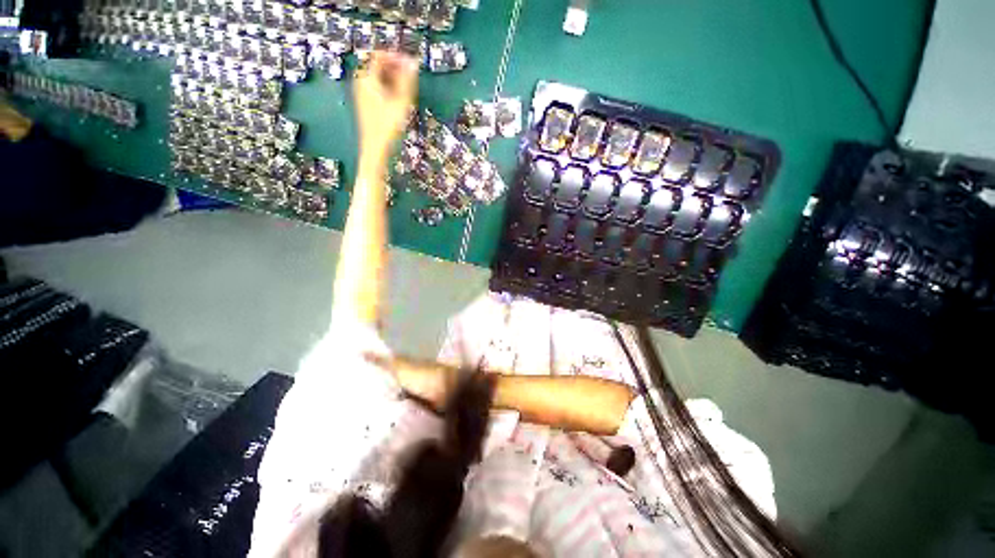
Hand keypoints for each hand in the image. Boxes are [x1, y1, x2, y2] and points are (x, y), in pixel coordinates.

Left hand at [353, 51, 418, 166]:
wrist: (375, 148)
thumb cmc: (388, 126)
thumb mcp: (401, 102)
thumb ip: (407, 80)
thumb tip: (413, 62)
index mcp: (367, 78)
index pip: (380, 56)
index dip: (396, 56)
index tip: (411, 63)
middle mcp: (361, 82)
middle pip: (378, 65)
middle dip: (395, 67)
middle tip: (411, 76)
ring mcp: (361, 93)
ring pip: (378, 77)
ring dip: (393, 78)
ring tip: (407, 89)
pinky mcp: (365, 103)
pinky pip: (376, 87)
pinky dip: (388, 88)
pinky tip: (398, 99)